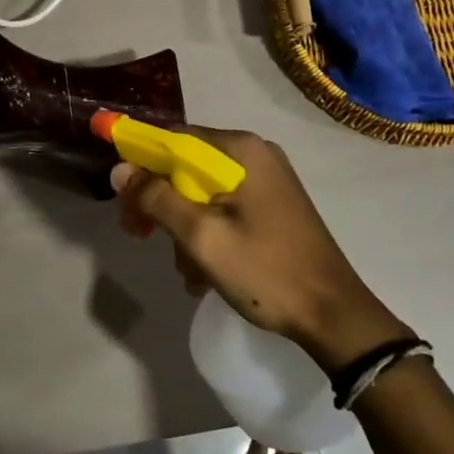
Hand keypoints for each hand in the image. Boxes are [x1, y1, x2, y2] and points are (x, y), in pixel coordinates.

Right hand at [112, 127, 411, 370]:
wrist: (334, 316)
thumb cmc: (265, 271)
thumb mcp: (201, 236)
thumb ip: (157, 198)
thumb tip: (119, 169)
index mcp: (241, 150)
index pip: (173, 138)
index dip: (140, 161)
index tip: (121, 196)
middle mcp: (254, 154)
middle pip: (187, 166)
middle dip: (161, 202)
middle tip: (140, 235)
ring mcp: (267, 180)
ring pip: (203, 192)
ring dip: (184, 228)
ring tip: (187, 271)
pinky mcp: (273, 205)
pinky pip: (225, 208)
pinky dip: (208, 234)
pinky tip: (204, 273)